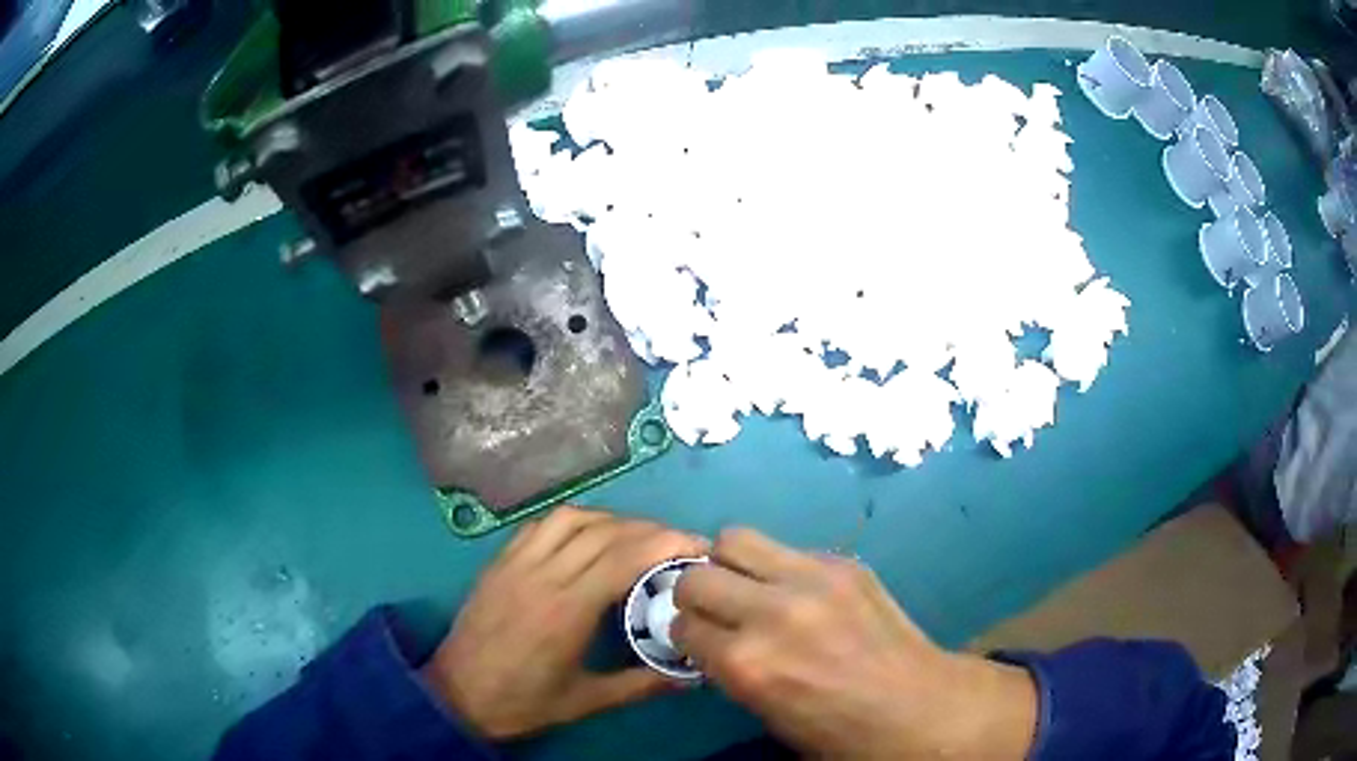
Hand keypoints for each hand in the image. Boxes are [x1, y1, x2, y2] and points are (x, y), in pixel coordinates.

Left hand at [421, 506, 706, 739]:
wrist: (456, 695)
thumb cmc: (522, 702)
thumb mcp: (586, 701)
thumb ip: (641, 684)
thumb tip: (690, 675)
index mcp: (566, 610)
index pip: (623, 558)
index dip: (665, 543)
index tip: (696, 546)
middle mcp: (542, 575)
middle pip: (603, 532)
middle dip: (649, 529)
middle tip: (678, 542)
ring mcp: (516, 563)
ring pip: (571, 518)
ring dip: (611, 519)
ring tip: (637, 537)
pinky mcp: (498, 562)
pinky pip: (540, 525)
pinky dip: (573, 521)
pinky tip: (587, 537)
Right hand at [672, 528, 1036, 758]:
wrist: (917, 707)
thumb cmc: (838, 730)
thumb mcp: (766, 713)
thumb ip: (732, 669)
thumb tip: (714, 638)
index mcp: (747, 663)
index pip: (681, 626)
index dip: (686, 636)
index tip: (698, 640)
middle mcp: (771, 612)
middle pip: (696, 576)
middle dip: (695, 596)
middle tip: (717, 612)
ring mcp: (811, 579)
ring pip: (735, 539)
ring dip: (730, 564)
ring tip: (749, 587)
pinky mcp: (844, 562)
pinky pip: (788, 550)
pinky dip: (780, 568)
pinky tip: (801, 593)